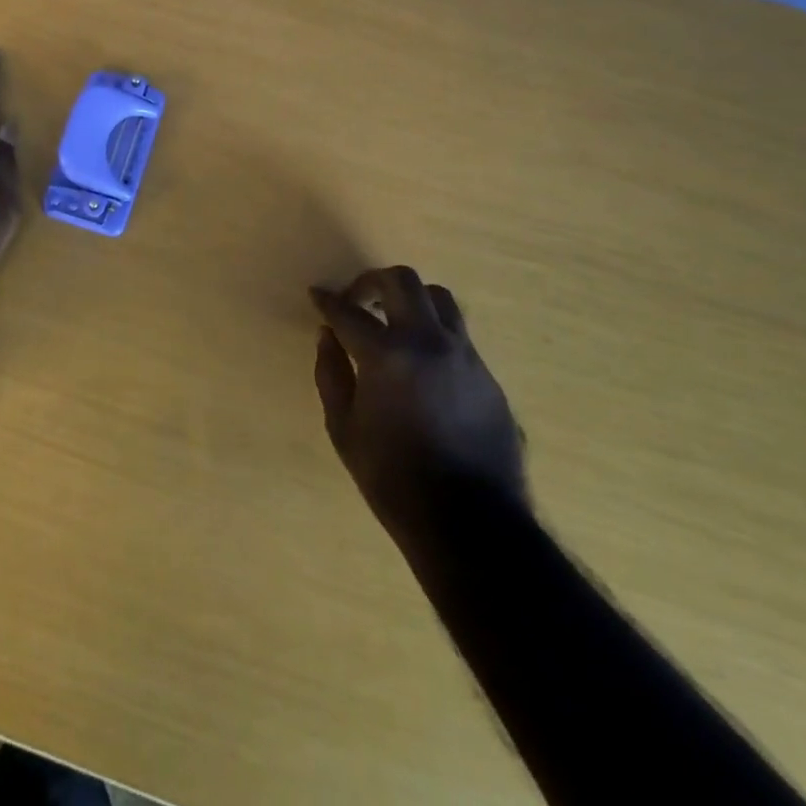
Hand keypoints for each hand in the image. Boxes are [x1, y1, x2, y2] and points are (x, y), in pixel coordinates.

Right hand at [311, 267, 526, 541]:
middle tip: (357, 300)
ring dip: (410, 299)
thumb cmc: (393, 480)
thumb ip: (331, 374)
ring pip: (439, 298)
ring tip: (394, 319)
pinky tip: (422, 361)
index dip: (328, 301)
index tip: (317, 294)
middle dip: (371, 281)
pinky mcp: (488, 375)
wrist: (471, 523)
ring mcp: (465, 356)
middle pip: (402, 281)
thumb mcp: (344, 430)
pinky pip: (458, 335)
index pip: (349, 312)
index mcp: (388, 355)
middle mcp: (429, 342)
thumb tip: (328, 336)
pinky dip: (433, 332)